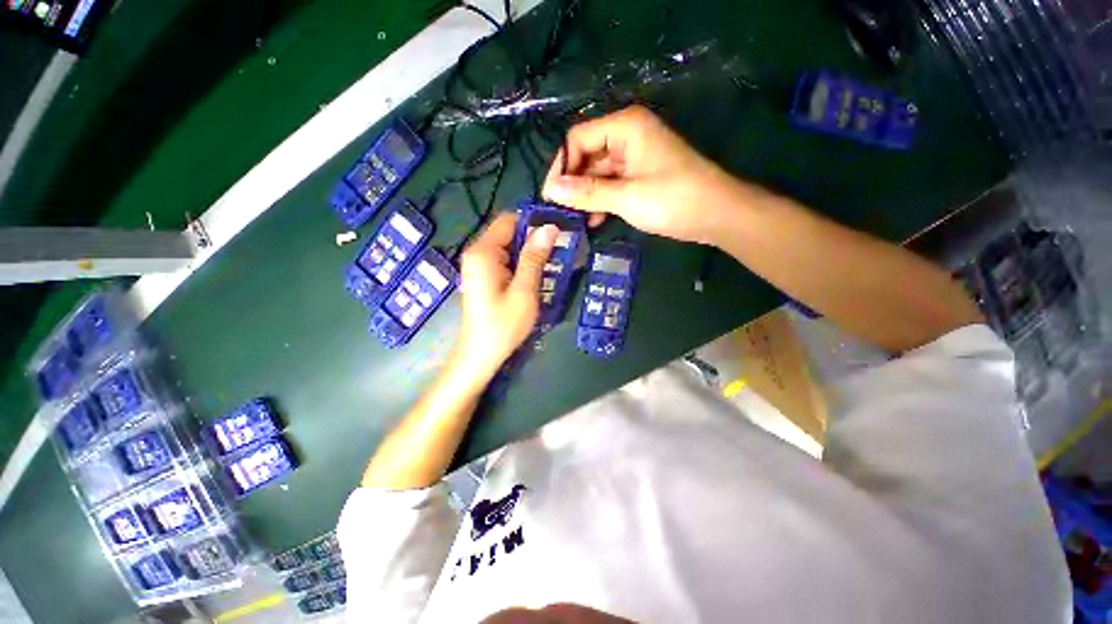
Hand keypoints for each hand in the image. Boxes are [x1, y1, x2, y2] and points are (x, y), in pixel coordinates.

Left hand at [454, 213, 558, 381]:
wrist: (480, 355)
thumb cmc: (503, 325)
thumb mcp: (524, 291)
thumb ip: (535, 257)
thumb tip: (550, 227)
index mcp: (483, 252)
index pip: (509, 219)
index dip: (533, 221)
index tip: (559, 229)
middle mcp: (477, 253)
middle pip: (509, 232)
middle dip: (534, 238)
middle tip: (562, 247)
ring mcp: (479, 266)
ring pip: (509, 247)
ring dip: (530, 252)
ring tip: (555, 260)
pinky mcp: (484, 277)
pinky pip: (505, 260)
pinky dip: (522, 263)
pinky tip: (538, 274)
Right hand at [542, 105, 743, 245]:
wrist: (717, 215)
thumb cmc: (673, 200)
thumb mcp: (626, 197)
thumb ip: (587, 193)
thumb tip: (551, 190)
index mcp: (625, 127)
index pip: (578, 138)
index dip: (562, 166)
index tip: (551, 195)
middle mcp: (627, 136)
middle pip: (587, 156)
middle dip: (573, 184)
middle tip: (560, 212)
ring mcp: (634, 157)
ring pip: (598, 174)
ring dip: (586, 196)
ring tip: (575, 220)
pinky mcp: (639, 176)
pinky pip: (611, 185)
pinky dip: (601, 201)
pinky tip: (594, 221)